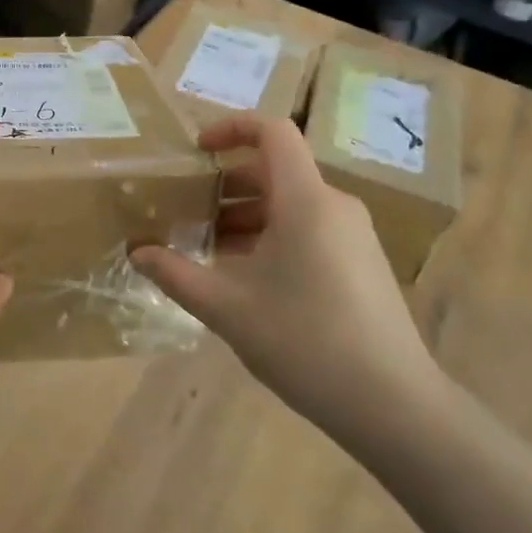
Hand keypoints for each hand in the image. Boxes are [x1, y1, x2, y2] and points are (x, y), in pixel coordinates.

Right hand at [132, 116, 444, 431]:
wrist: (393, 405)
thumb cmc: (305, 342)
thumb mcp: (227, 308)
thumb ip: (176, 274)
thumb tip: (137, 253)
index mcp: (306, 200)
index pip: (273, 132)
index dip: (231, 128)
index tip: (196, 151)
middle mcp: (334, 205)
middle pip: (275, 170)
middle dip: (226, 184)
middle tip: (186, 210)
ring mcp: (353, 235)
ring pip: (291, 204)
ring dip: (246, 215)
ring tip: (206, 248)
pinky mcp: (361, 262)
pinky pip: (309, 228)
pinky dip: (271, 236)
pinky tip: (245, 277)